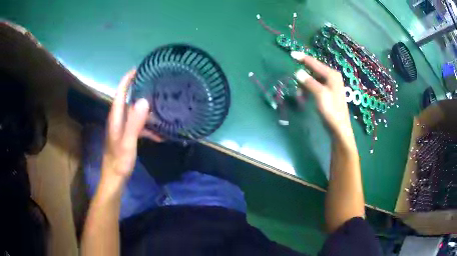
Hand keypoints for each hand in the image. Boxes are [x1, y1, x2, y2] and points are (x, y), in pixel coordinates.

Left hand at [101, 70, 160, 182]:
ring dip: (147, 111)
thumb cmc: (119, 161)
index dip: (127, 80)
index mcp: (116, 117)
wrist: (115, 178)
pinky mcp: (127, 136)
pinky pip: (139, 126)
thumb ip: (134, 122)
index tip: (138, 69)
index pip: (120, 93)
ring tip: (163, 108)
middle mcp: (118, 119)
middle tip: (157, 85)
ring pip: (135, 113)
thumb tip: (143, 100)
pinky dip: (149, 127)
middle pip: (128, 100)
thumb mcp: (128, 142)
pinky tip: (161, 134)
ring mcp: (123, 128)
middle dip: (140, 91)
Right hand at [291, 51, 352, 138]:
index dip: (303, 58)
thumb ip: (309, 82)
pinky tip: (305, 97)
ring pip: (313, 79)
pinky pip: (316, 86)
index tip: (291, 53)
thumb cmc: (331, 111)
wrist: (339, 128)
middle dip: (303, 76)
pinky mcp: (329, 92)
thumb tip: (298, 72)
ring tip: (300, 96)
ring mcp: (331, 84)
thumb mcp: (320, 95)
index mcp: (332, 75)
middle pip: (313, 70)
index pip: (314, 63)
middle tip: (296, 86)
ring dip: (305, 85)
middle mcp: (332, 77)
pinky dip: (309, 89)